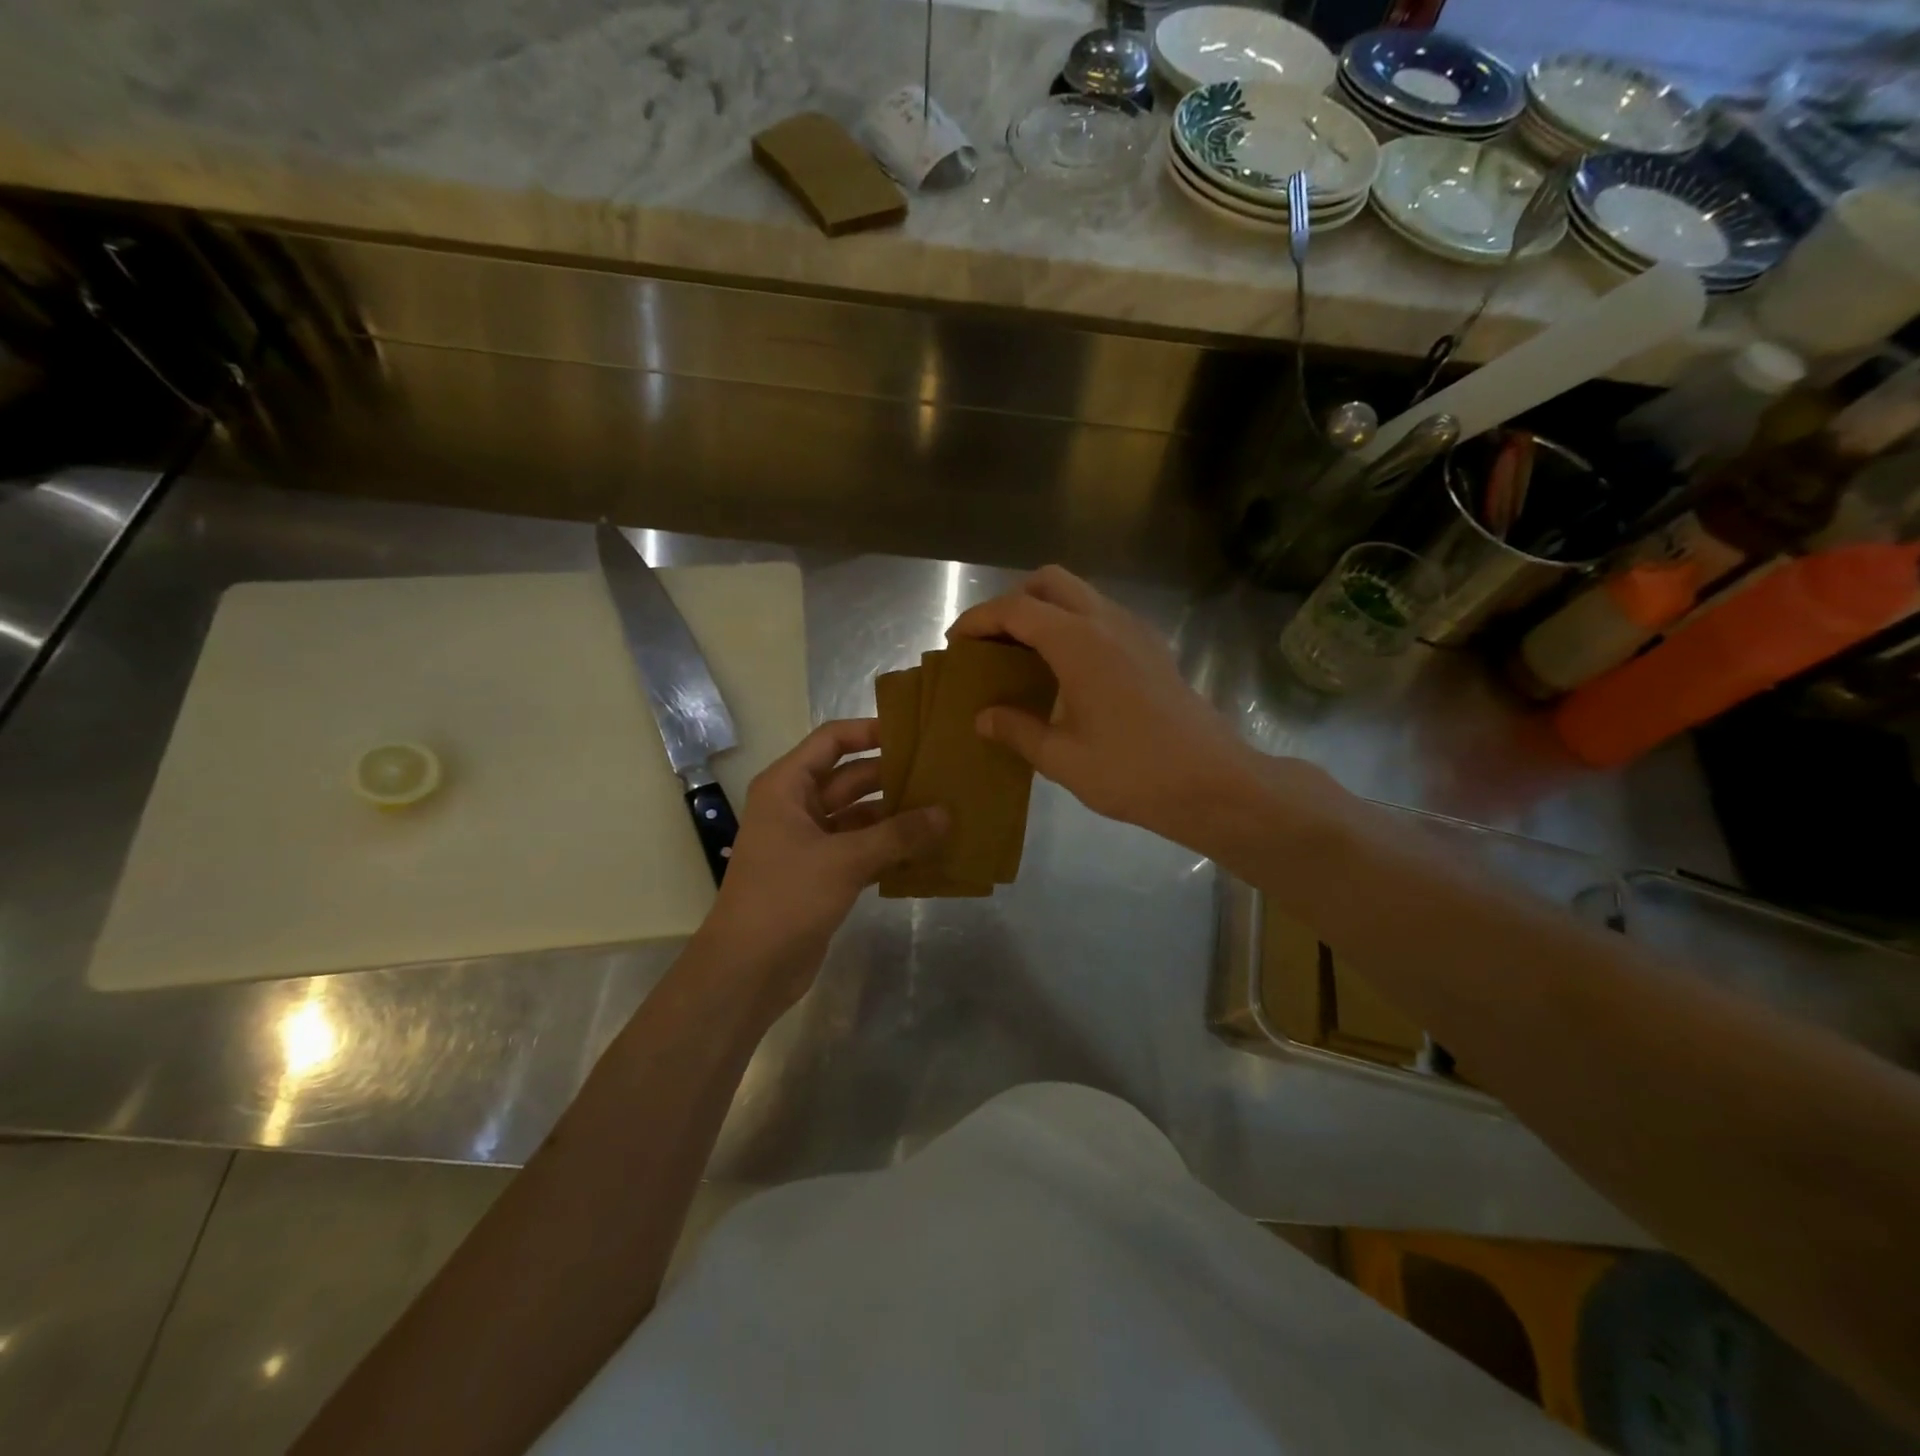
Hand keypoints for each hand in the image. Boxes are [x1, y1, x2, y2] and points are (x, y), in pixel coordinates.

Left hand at [699, 719, 945, 1008]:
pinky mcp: (822, 874)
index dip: (870, 731)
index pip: (832, 741)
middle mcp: (796, 806)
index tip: (915, 733)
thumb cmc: (786, 898)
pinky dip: (889, 848)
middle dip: (893, 777)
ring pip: (859, 816)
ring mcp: (809, 842)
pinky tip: (927, 850)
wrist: (748, 970)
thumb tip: (946, 814)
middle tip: (942, 775)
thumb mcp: (844, 859)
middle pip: (850, 778)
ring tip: (944, 811)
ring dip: (895, 816)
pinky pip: (861, 848)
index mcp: (787, 786)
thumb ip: (898, 834)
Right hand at [949, 567, 1339, 855]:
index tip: (955, 642)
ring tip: (1023, 655)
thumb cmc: (1132, 771)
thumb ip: (1017, 730)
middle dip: (1013, 601)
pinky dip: (1073, 625)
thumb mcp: (1062, 758)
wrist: (1212, 782)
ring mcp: (1135, 631)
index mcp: (1079, 642)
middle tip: (992, 642)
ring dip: (1045, 610)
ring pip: (1080, 594)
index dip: (979, 620)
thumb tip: (983, 717)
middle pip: (1049, 582)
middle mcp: (1107, 622)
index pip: (1016, 610)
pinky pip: (1102, 616)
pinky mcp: (1153, 648)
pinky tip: (1066, 671)